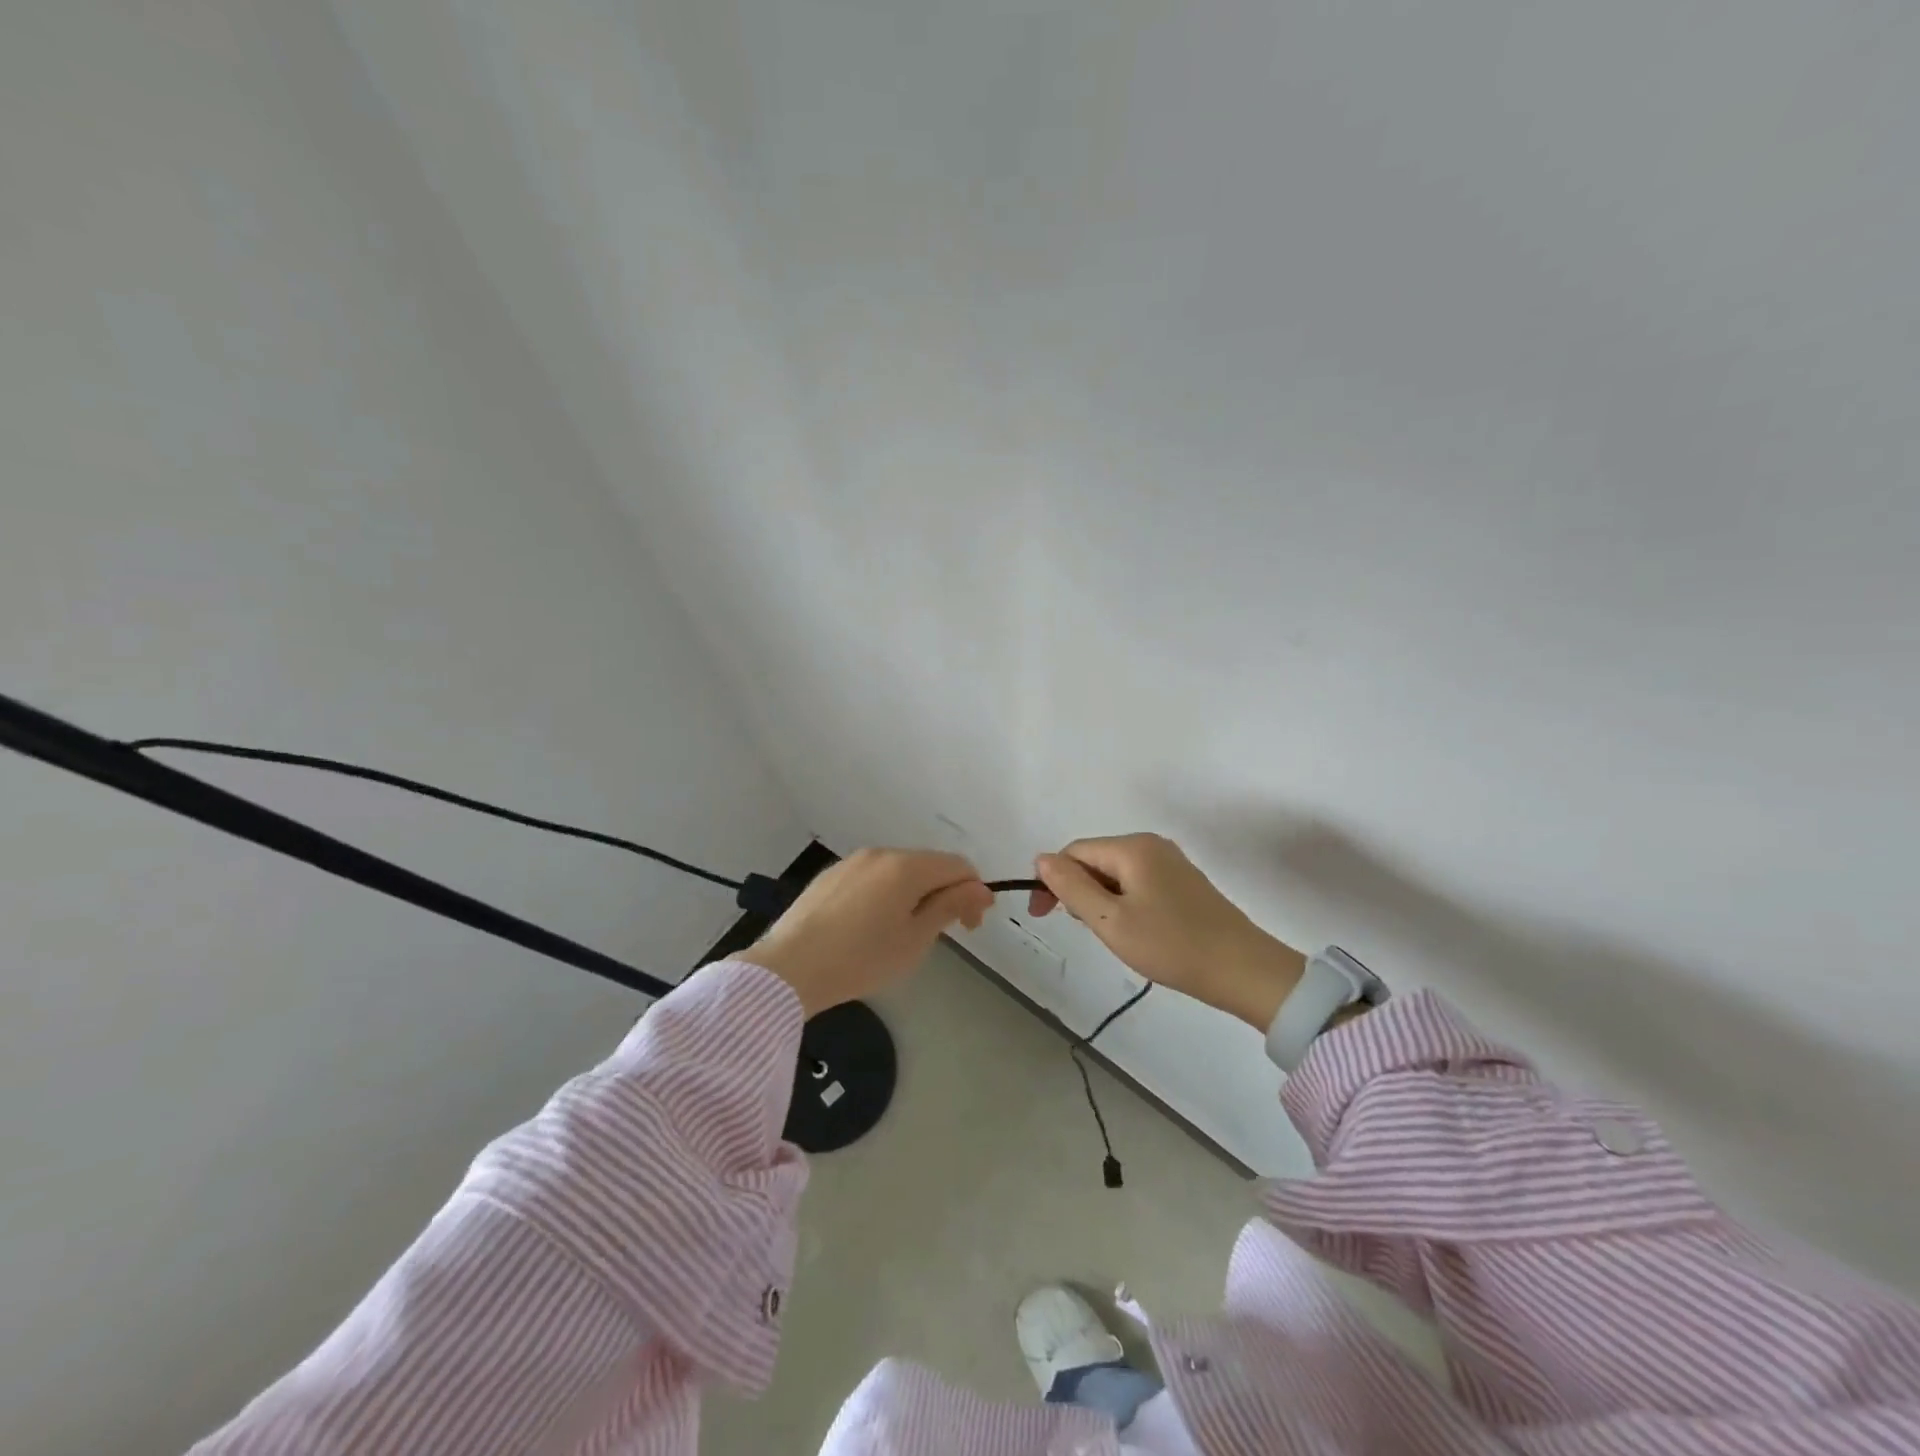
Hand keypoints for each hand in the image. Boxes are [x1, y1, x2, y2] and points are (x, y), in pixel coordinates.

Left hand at [747, 849, 994, 1015]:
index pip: (958, 865)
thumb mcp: (915, 939)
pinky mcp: (830, 876)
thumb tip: (980, 887)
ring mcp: (852, 862)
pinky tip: (870, 927)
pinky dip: (885, 894)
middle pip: (928, 864)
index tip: (970, 927)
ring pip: (898, 871)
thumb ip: (950, 906)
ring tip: (903, 933)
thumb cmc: (861, 959)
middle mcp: (880, 853)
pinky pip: (871, 878)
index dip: (973, 892)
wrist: (789, 969)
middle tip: (941, 933)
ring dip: (914, 893)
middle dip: (944, 892)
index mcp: (906, 866)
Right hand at [1030, 833, 1305, 1028]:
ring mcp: (1171, 861)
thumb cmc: (1172, 945)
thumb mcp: (1111, 921)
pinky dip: (1124, 901)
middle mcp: (1151, 844)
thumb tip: (1041, 858)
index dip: (1052, 880)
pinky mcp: (1184, 881)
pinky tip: (1135, 929)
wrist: (1244, 970)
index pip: (1074, 852)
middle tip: (1086, 930)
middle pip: (1095, 859)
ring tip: (1112, 934)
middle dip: (1078, 890)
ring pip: (1116, 872)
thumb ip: (1072, 887)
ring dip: (1101, 899)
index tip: (1043, 917)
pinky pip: (1138, 882)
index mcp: (1132, 847)